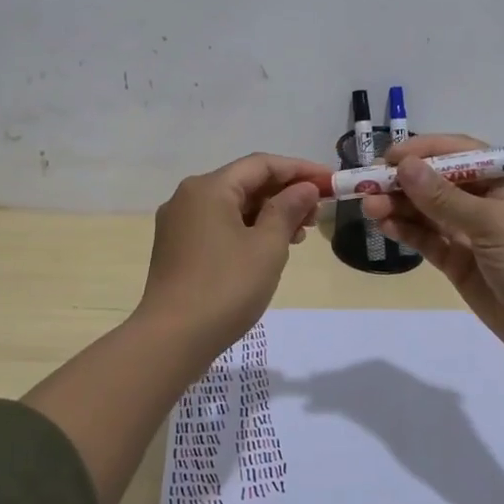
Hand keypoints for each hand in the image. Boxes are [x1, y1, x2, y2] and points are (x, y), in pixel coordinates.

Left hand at [137, 153, 327, 357]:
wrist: (172, 339)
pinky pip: (219, 225)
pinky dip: (248, 229)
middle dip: (285, 193)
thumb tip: (304, 188)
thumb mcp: (267, 246)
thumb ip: (288, 210)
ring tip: (300, 234)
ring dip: (269, 213)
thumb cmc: (226, 288)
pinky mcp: (177, 247)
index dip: (300, 170)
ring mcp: (179, 223)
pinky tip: (270, 248)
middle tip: (318, 213)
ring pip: (233, 206)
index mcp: (208, 187)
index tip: (331, 182)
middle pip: (245, 182)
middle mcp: (189, 197)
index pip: (262, 164)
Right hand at [360, 134, 503, 368]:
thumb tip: (405, 166)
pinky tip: (384, 225)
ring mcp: (473, 234)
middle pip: (438, 183)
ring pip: (428, 212)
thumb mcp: (492, 222)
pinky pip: (429, 240)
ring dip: (399, 207)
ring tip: (368, 207)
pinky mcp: (461, 263)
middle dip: (403, 182)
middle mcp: (488, 202)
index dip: (423, 152)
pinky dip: (407, 232)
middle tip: (367, 186)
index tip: (388, 158)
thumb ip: (444, 197)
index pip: (459, 153)